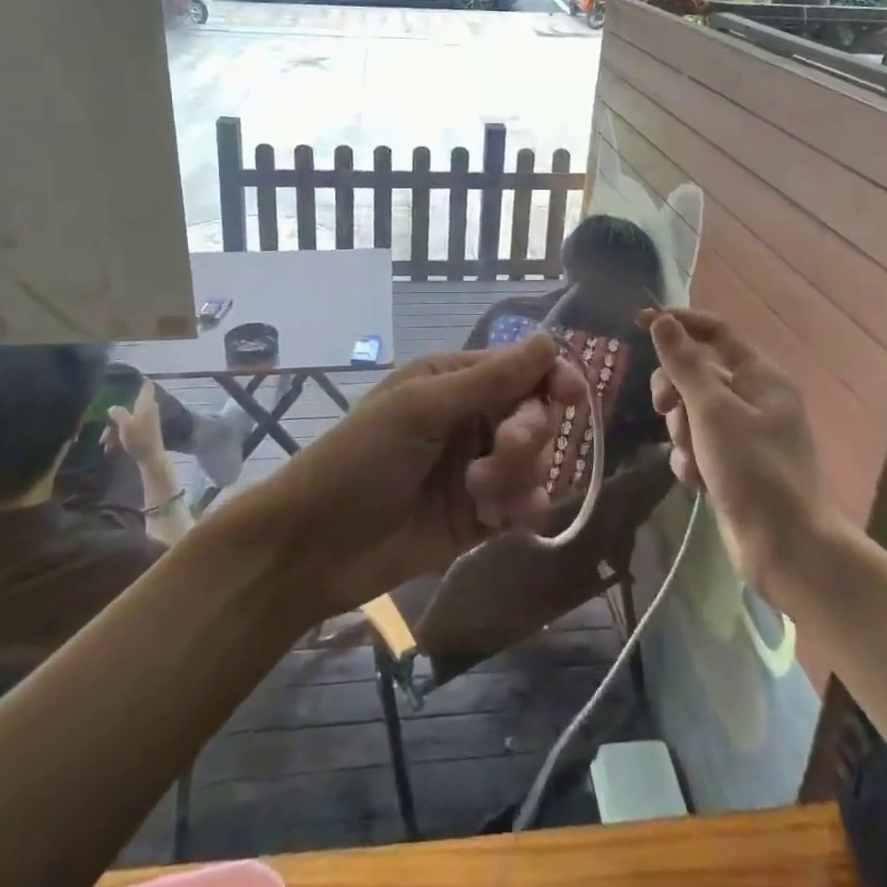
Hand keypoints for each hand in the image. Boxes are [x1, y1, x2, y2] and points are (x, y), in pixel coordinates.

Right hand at [105, 381, 168, 467]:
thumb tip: (112, 406)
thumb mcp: (125, 424)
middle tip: (104, 423)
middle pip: (131, 403)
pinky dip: (120, 433)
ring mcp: (148, 418)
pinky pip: (130, 427)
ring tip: (105, 442)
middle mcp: (149, 407)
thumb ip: (119, 412)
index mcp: (146, 403)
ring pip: (128, 417)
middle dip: (117, 413)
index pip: (146, 384)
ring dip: (115, 428)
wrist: (150, 457)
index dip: (139, 379)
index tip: (127, 376)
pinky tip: (110, 446)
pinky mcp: (145, 429)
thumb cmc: (139, 438)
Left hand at [244, 334, 583, 617]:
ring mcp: (476, 469)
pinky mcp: (479, 517)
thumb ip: (489, 380)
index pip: (521, 368)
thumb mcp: (420, 410)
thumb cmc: (360, 459)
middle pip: (534, 415)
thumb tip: (549, 340)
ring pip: (534, 462)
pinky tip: (498, 520)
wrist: (315, 546)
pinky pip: (523, 504)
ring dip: (517, 476)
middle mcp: (471, 419)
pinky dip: (520, 509)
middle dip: (527, 433)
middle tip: (502, 449)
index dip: (552, 377)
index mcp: (453, 381)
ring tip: (479, 495)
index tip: (572, 394)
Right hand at [643, 308, 825, 596]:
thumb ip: (684, 364)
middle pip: (697, 373)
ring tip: (694, 460)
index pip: (715, 332)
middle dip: (675, 392)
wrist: (787, 549)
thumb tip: (663, 321)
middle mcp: (755, 399)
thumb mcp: (712, 410)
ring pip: (692, 412)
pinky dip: (692, 460)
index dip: (679, 323)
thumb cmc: (753, 470)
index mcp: (760, 377)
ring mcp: (745, 434)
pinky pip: (698, 446)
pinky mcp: (734, 465)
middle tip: (662, 408)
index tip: (639, 322)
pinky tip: (697, 483)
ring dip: (683, 433)